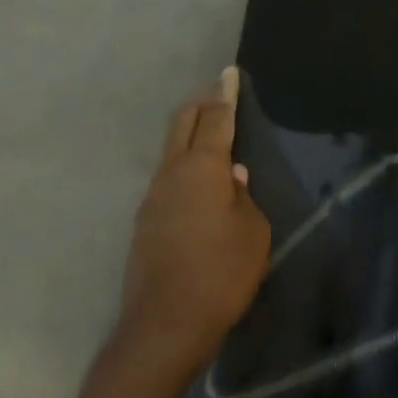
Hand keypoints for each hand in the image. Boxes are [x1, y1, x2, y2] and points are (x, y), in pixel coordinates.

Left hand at [116, 68, 271, 376]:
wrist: (165, 324)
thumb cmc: (221, 274)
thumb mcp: (253, 233)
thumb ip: (244, 198)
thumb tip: (232, 177)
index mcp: (202, 168)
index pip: (216, 118)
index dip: (225, 93)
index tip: (228, 72)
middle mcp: (172, 173)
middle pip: (183, 124)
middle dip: (201, 103)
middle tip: (217, 91)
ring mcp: (152, 196)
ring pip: (171, 150)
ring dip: (190, 134)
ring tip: (210, 132)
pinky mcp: (145, 221)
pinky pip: (167, 178)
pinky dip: (184, 164)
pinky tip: (199, 182)